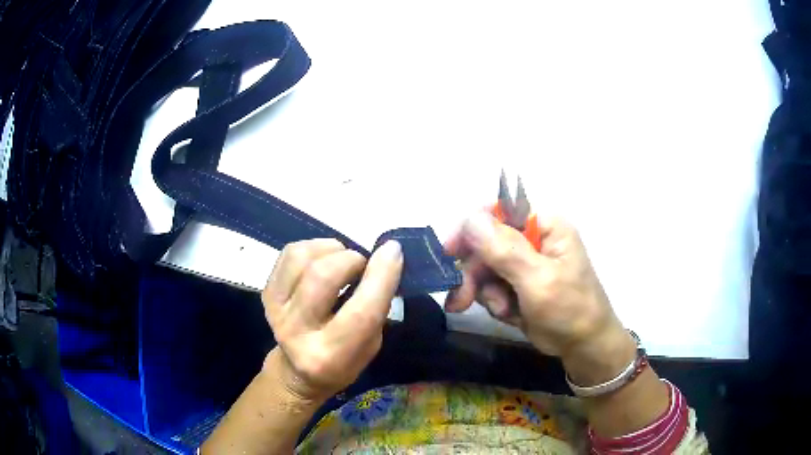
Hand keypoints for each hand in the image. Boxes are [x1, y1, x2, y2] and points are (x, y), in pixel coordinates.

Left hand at [261, 239, 402, 401]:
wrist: (296, 370)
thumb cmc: (343, 360)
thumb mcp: (371, 346)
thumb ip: (378, 307)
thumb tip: (386, 257)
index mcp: (330, 357)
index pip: (361, 313)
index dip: (381, 277)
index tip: (393, 251)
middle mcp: (297, 334)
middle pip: (323, 277)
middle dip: (352, 260)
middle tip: (363, 265)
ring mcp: (275, 311)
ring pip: (302, 258)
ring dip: (332, 250)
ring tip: (342, 260)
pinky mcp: (266, 292)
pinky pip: (290, 253)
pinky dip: (314, 247)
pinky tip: (324, 260)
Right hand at [445, 212, 633, 382]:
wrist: (584, 347)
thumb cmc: (571, 309)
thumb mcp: (538, 281)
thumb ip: (505, 250)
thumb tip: (470, 218)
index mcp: (544, 226)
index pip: (499, 212)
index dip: (472, 229)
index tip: (450, 253)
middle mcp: (532, 238)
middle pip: (486, 243)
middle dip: (474, 272)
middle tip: (460, 299)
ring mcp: (524, 263)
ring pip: (484, 267)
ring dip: (485, 291)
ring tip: (502, 311)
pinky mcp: (518, 284)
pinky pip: (491, 286)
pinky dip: (494, 302)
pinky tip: (509, 315)